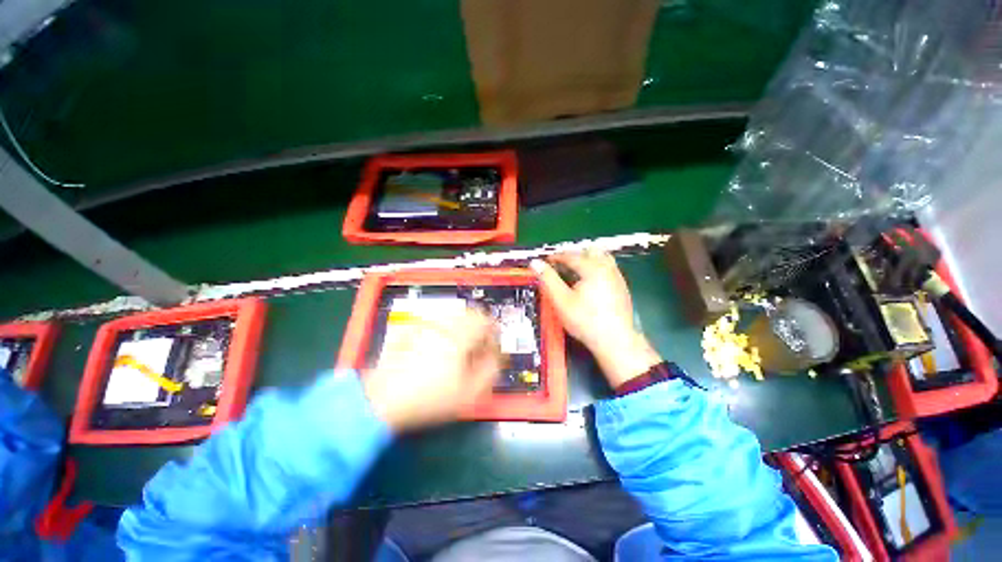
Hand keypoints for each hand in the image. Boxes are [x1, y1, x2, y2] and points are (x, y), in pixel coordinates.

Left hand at [362, 308, 501, 432]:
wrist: (383, 400)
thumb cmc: (428, 397)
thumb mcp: (468, 392)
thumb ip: (490, 370)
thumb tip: (495, 356)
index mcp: (459, 335)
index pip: (486, 321)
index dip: (493, 333)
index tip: (491, 349)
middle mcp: (443, 324)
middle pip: (471, 313)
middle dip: (479, 329)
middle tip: (477, 348)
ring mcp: (426, 324)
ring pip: (454, 315)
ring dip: (464, 327)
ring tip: (460, 348)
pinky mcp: (413, 328)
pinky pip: (437, 321)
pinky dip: (446, 328)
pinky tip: (440, 346)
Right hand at [532, 251, 661, 386]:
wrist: (615, 341)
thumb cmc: (585, 320)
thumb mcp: (561, 300)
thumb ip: (548, 279)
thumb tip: (535, 263)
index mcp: (592, 268)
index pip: (570, 255)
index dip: (556, 257)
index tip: (546, 261)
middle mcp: (607, 268)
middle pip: (590, 251)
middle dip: (573, 255)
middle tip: (561, 266)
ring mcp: (617, 277)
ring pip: (602, 258)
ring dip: (586, 260)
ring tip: (574, 273)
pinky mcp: (622, 287)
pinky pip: (608, 268)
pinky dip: (596, 269)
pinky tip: (589, 284)